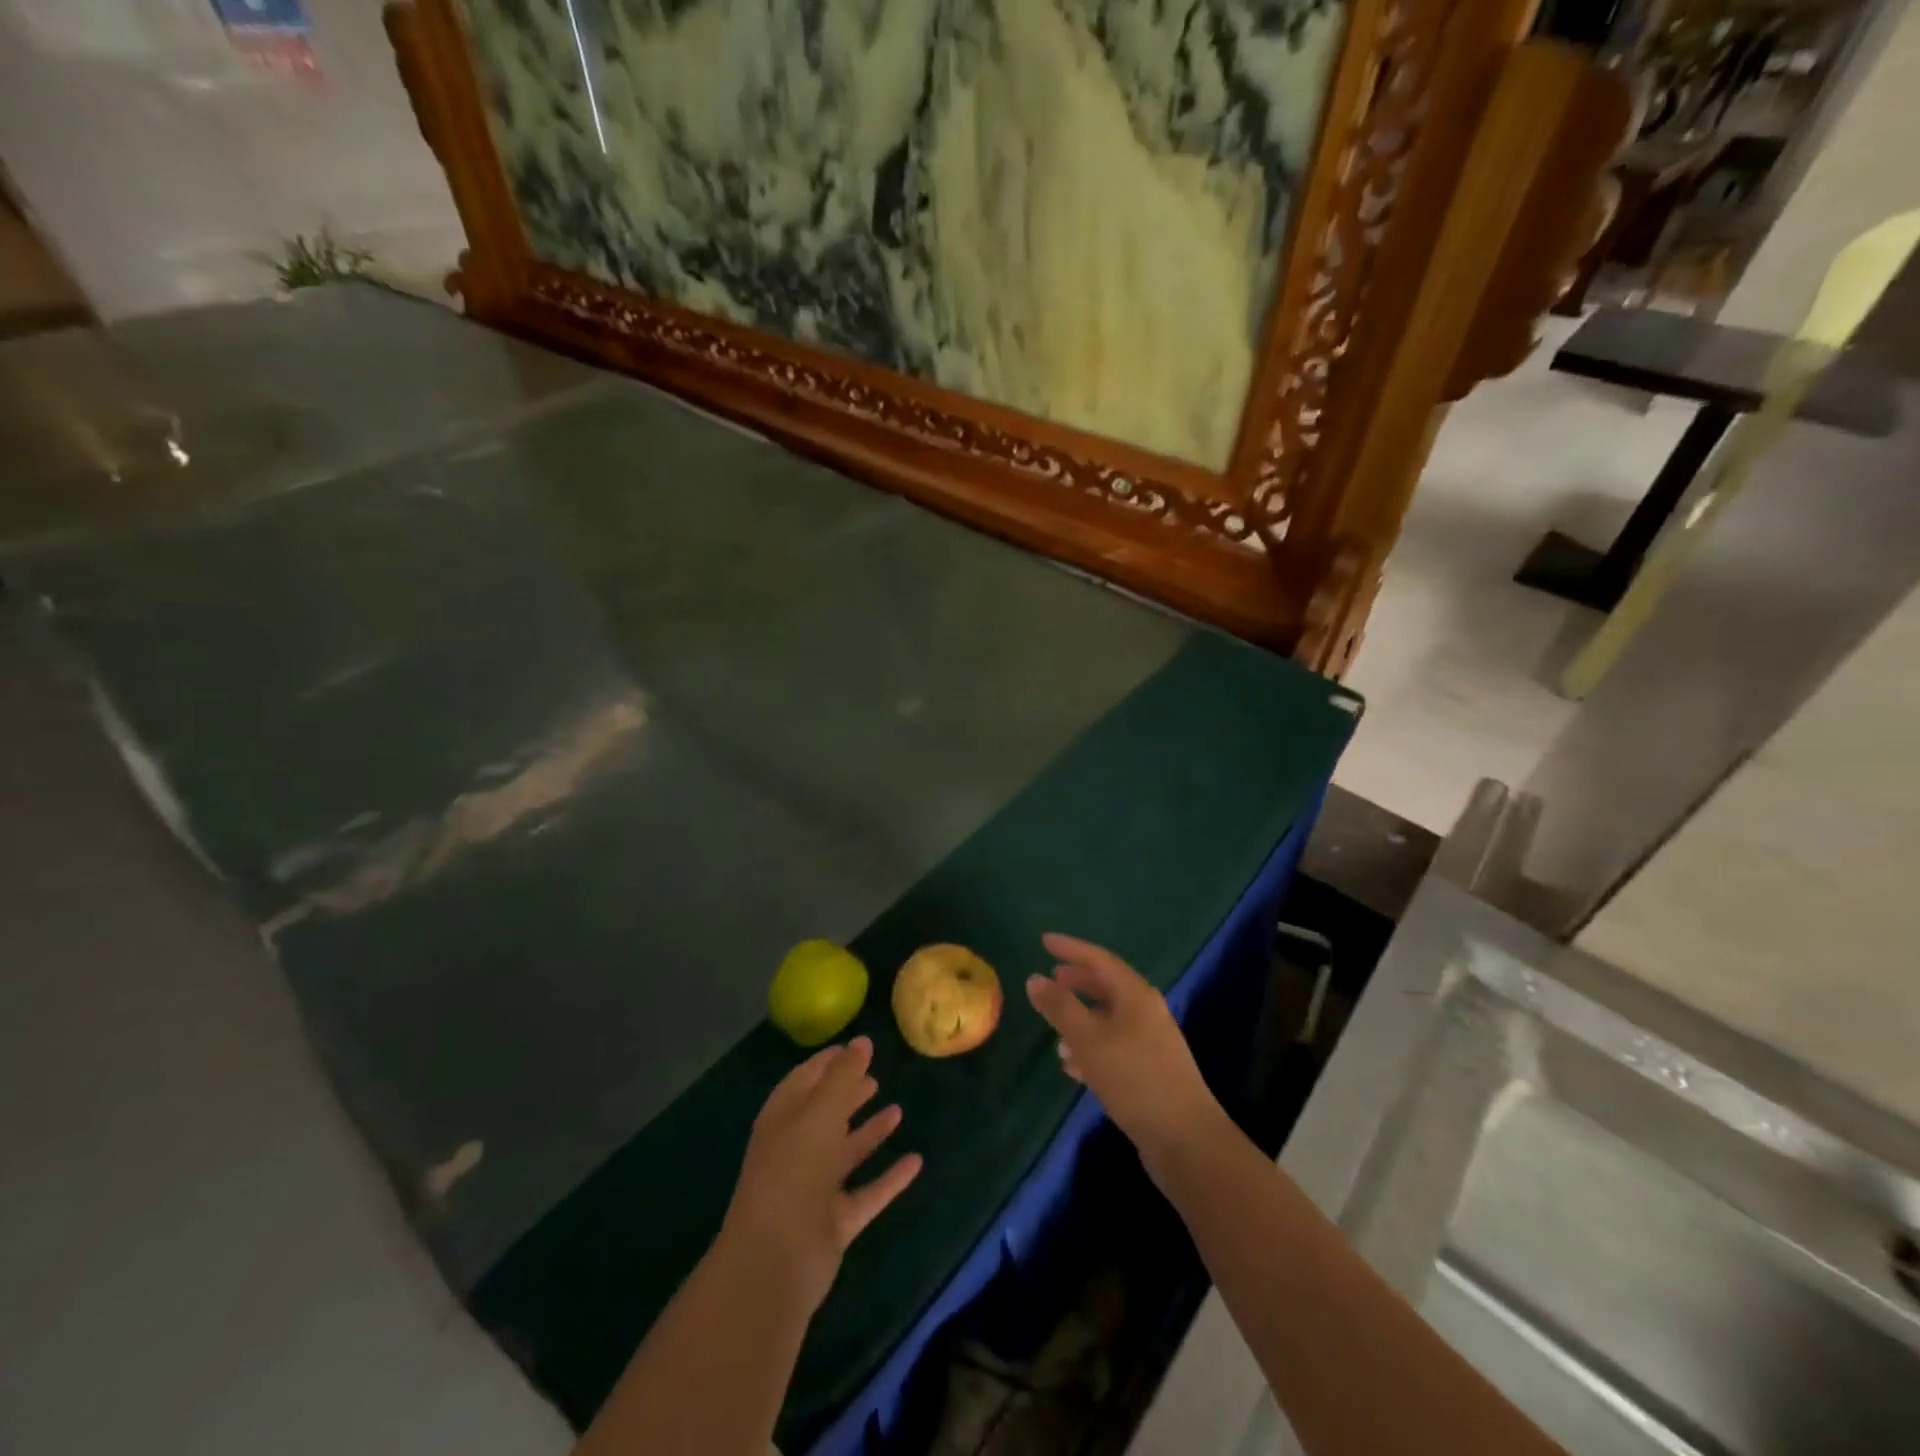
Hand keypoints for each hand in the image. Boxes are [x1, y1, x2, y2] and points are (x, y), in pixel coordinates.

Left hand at [719, 1036, 921, 1313]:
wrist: (774, 1263)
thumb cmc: (793, 1173)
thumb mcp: (820, 1114)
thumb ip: (843, 1076)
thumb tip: (862, 1039)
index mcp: (783, 1120)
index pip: (805, 1080)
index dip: (827, 1062)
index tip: (855, 1047)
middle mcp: (797, 1150)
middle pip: (825, 1115)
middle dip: (848, 1094)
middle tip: (875, 1076)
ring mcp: (815, 1189)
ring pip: (846, 1152)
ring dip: (869, 1132)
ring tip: (897, 1109)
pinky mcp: (835, 1222)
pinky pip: (867, 1191)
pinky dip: (889, 1178)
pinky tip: (915, 1161)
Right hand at [1026, 933, 1224, 1171]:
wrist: (1185, 1139)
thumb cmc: (1134, 1079)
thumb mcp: (1089, 1039)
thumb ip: (1060, 1007)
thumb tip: (1035, 978)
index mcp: (1136, 995)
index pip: (1099, 959)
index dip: (1071, 948)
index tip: (1044, 941)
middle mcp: (1147, 1011)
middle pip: (1107, 986)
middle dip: (1078, 982)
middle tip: (1051, 979)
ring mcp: (1151, 1042)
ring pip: (1110, 1019)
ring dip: (1082, 1019)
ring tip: (1055, 1030)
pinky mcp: (1150, 1071)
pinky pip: (1114, 1046)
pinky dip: (1092, 1048)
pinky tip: (1073, 1066)